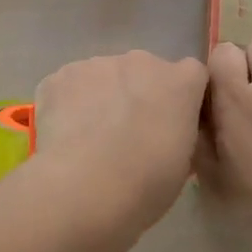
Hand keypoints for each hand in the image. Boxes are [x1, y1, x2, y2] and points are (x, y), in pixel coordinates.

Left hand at [32, 50, 209, 236]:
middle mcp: (141, 61)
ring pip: (103, 76)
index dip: (180, 99)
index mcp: (181, 82)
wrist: (84, 189)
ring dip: (102, 97)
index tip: (171, 125)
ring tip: (90, 139)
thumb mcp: (183, 164)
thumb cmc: (146, 185)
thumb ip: (180, 133)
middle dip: (138, 95)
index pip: (191, 76)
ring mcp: (96, 64)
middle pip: (143, 71)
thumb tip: (168, 132)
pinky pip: (69, 87)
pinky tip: (64, 136)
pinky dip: (67, 105)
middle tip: (127, 135)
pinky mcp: (59, 77)